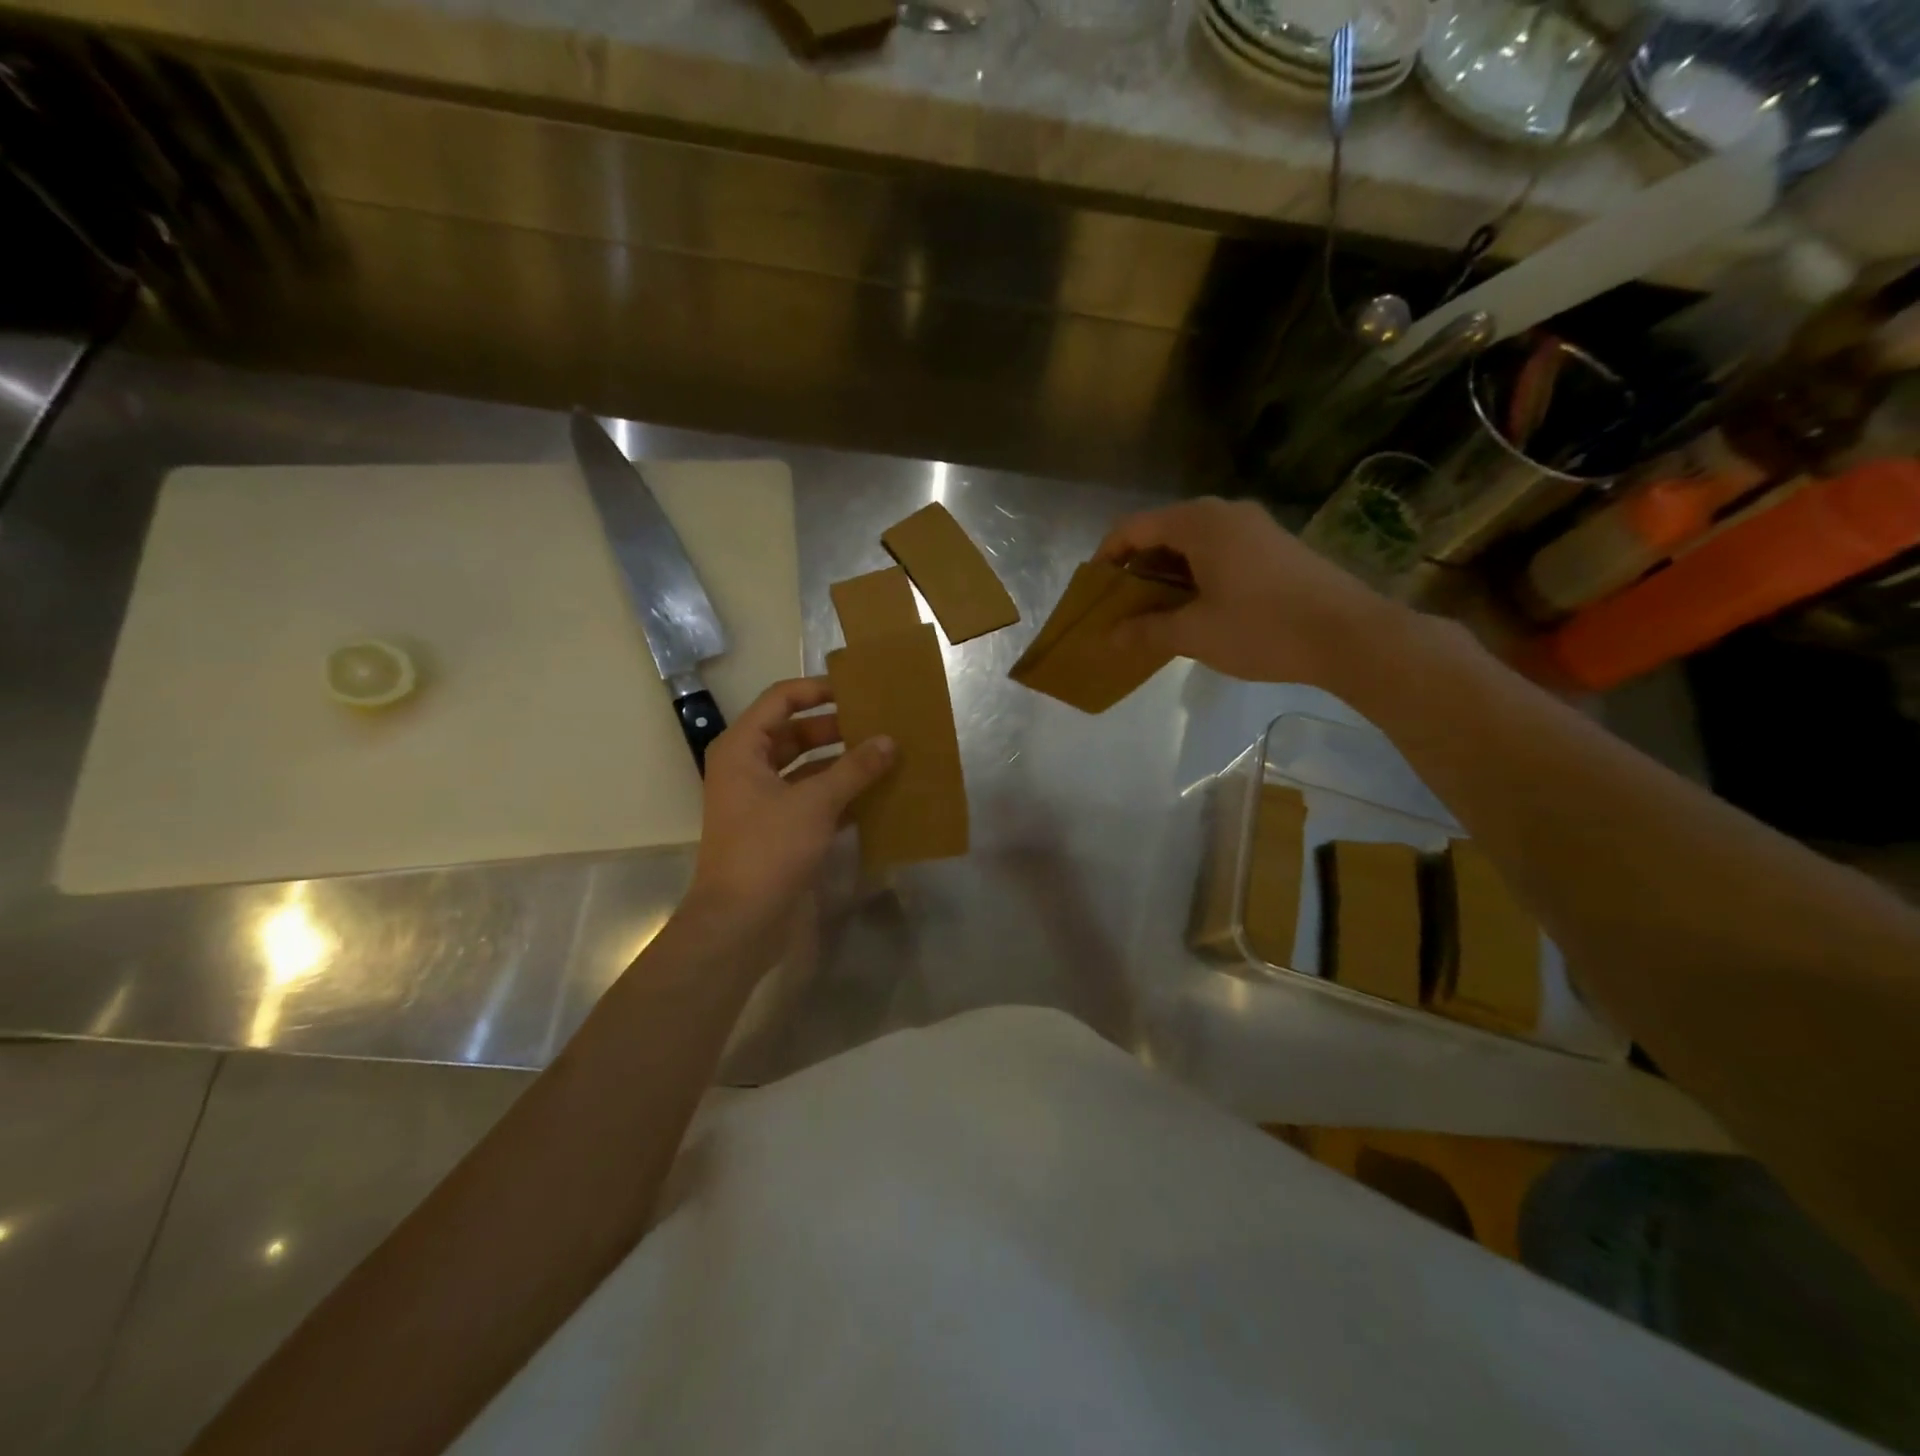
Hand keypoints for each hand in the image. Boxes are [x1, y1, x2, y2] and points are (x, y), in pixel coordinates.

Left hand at [687, 677, 894, 946]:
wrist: (739, 922)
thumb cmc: (768, 849)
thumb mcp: (815, 803)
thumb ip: (854, 769)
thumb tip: (889, 741)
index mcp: (743, 748)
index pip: (781, 699)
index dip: (818, 689)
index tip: (859, 691)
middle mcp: (749, 767)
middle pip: (796, 732)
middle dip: (837, 728)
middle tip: (880, 723)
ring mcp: (763, 800)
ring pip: (807, 767)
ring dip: (842, 762)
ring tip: (885, 755)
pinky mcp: (778, 828)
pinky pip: (812, 798)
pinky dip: (839, 794)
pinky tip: (876, 794)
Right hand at [1096, 497, 1395, 686]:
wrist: (1350, 636)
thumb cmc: (1263, 628)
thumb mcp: (1195, 634)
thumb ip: (1146, 631)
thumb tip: (1109, 637)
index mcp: (1200, 522)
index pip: (1134, 527)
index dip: (1107, 556)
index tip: (1094, 589)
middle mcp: (1226, 512)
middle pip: (1163, 531)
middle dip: (1136, 567)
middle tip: (1121, 605)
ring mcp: (1255, 527)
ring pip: (1192, 542)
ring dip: (1166, 573)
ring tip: (1153, 611)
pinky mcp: (1274, 547)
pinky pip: (1219, 551)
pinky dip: (1195, 574)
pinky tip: (1195, 608)